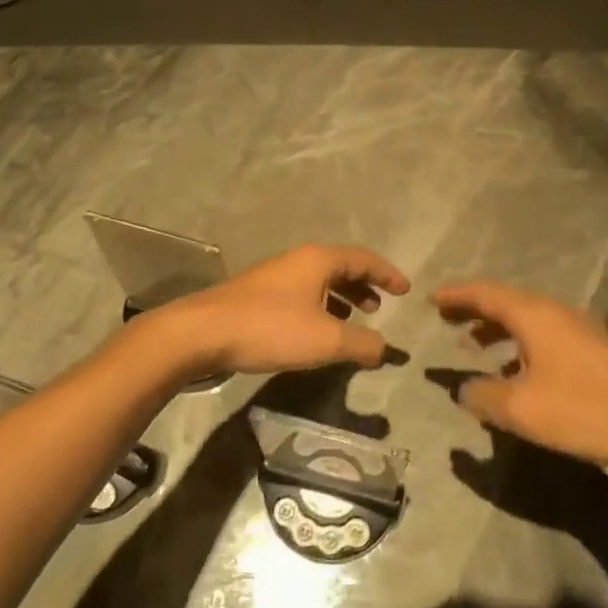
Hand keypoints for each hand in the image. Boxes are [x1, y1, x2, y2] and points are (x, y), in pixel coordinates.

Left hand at [158, 244, 410, 375]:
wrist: (202, 333)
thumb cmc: (270, 328)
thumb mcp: (326, 339)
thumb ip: (362, 343)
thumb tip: (385, 349)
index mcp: (318, 260)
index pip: (363, 258)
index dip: (387, 273)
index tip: (405, 290)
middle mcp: (297, 261)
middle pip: (340, 266)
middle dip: (363, 285)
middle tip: (380, 307)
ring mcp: (274, 277)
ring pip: (319, 282)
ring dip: (341, 299)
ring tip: (353, 322)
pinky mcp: (257, 296)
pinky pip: (301, 295)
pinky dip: (320, 308)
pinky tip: (316, 332)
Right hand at [430, 280, 607, 474]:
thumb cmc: (585, 410)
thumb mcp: (521, 409)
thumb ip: (483, 395)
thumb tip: (463, 388)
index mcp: (533, 315)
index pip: (484, 293)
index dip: (455, 295)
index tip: (430, 299)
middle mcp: (553, 312)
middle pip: (504, 301)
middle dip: (472, 308)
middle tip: (444, 318)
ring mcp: (576, 329)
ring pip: (524, 318)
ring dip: (494, 327)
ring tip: (469, 344)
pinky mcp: (591, 349)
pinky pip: (540, 334)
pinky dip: (516, 343)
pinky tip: (512, 371)